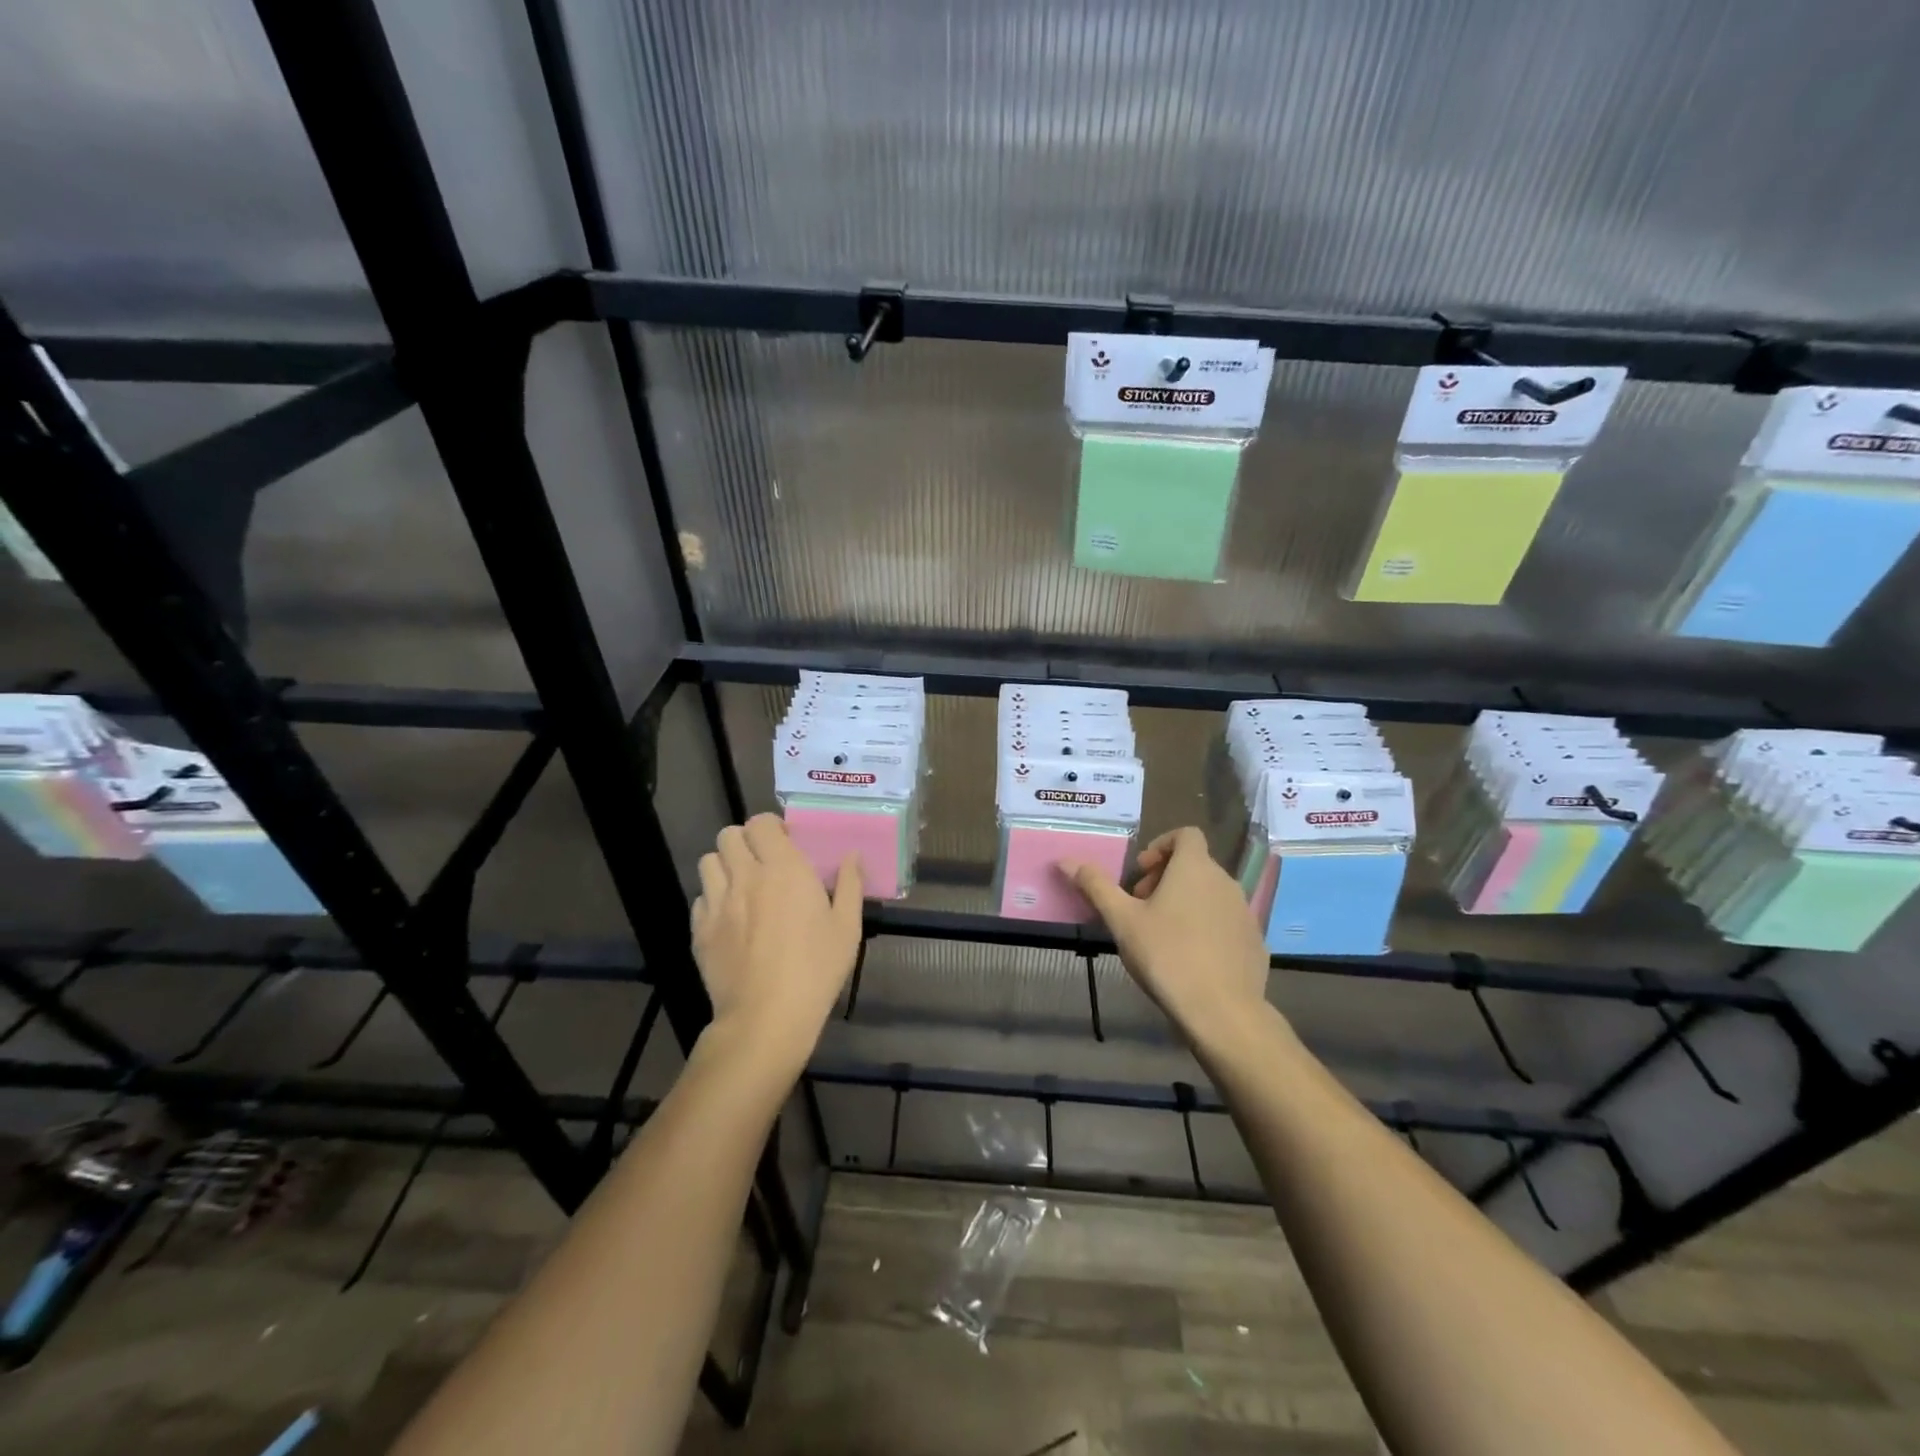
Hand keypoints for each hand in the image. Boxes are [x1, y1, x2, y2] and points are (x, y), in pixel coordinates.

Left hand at [691, 814, 863, 1074]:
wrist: (766, 1017)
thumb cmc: (816, 968)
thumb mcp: (847, 927)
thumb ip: (849, 885)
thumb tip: (852, 855)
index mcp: (784, 869)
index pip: (761, 823)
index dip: (771, 827)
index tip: (785, 843)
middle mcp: (746, 876)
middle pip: (729, 835)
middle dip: (745, 841)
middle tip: (763, 862)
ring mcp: (717, 902)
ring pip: (708, 862)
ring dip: (725, 866)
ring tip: (742, 886)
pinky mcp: (700, 930)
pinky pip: (700, 898)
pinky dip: (713, 899)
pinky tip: (730, 919)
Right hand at [1064, 827, 1271, 1047]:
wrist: (1222, 1012)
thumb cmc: (1166, 956)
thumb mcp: (1122, 920)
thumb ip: (1095, 886)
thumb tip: (1065, 860)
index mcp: (1195, 868)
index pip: (1186, 834)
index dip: (1161, 846)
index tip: (1140, 874)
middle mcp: (1225, 882)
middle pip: (1195, 865)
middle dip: (1166, 878)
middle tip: (1142, 907)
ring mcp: (1245, 912)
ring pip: (1211, 894)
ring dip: (1186, 902)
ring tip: (1163, 934)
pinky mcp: (1255, 942)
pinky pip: (1226, 922)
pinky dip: (1207, 927)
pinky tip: (1190, 958)